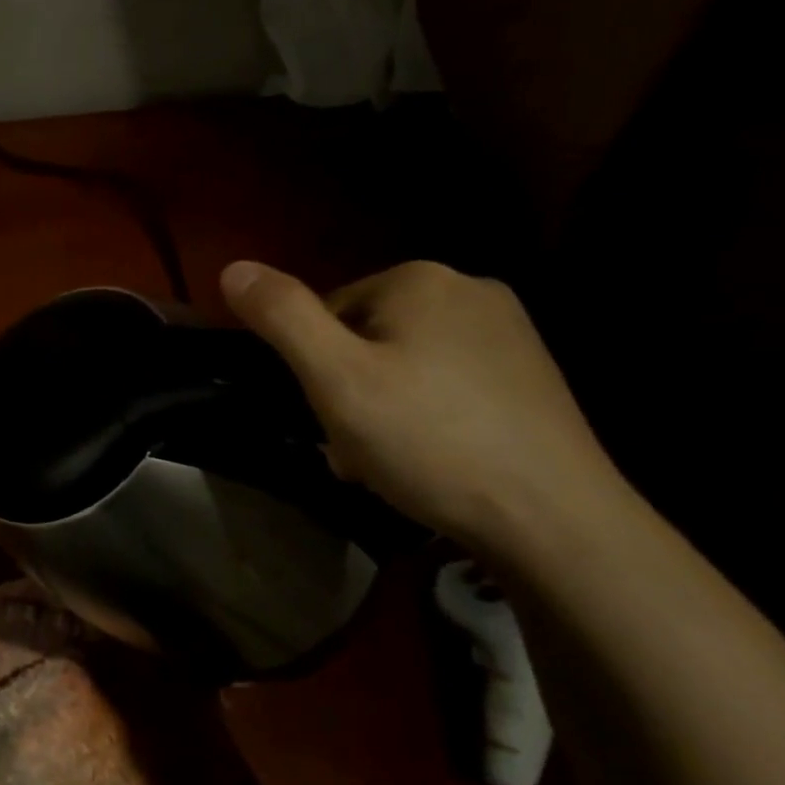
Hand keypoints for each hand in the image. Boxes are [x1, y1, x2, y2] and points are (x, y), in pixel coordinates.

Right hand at [220, 259, 625, 553]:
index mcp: (419, 279)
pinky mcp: (530, 373)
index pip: (324, 312)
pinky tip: (431, 459)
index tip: (325, 419)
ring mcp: (508, 331)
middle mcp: (470, 288)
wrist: (552, 517)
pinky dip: (423, 415)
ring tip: (390, 462)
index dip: (312, 370)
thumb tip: (232, 267)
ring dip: (378, 408)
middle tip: (355, 448)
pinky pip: (445, 382)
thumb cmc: (428, 440)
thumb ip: (282, 318)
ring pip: (402, 363)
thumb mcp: (336, 378)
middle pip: (364, 337)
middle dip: (346, 392)